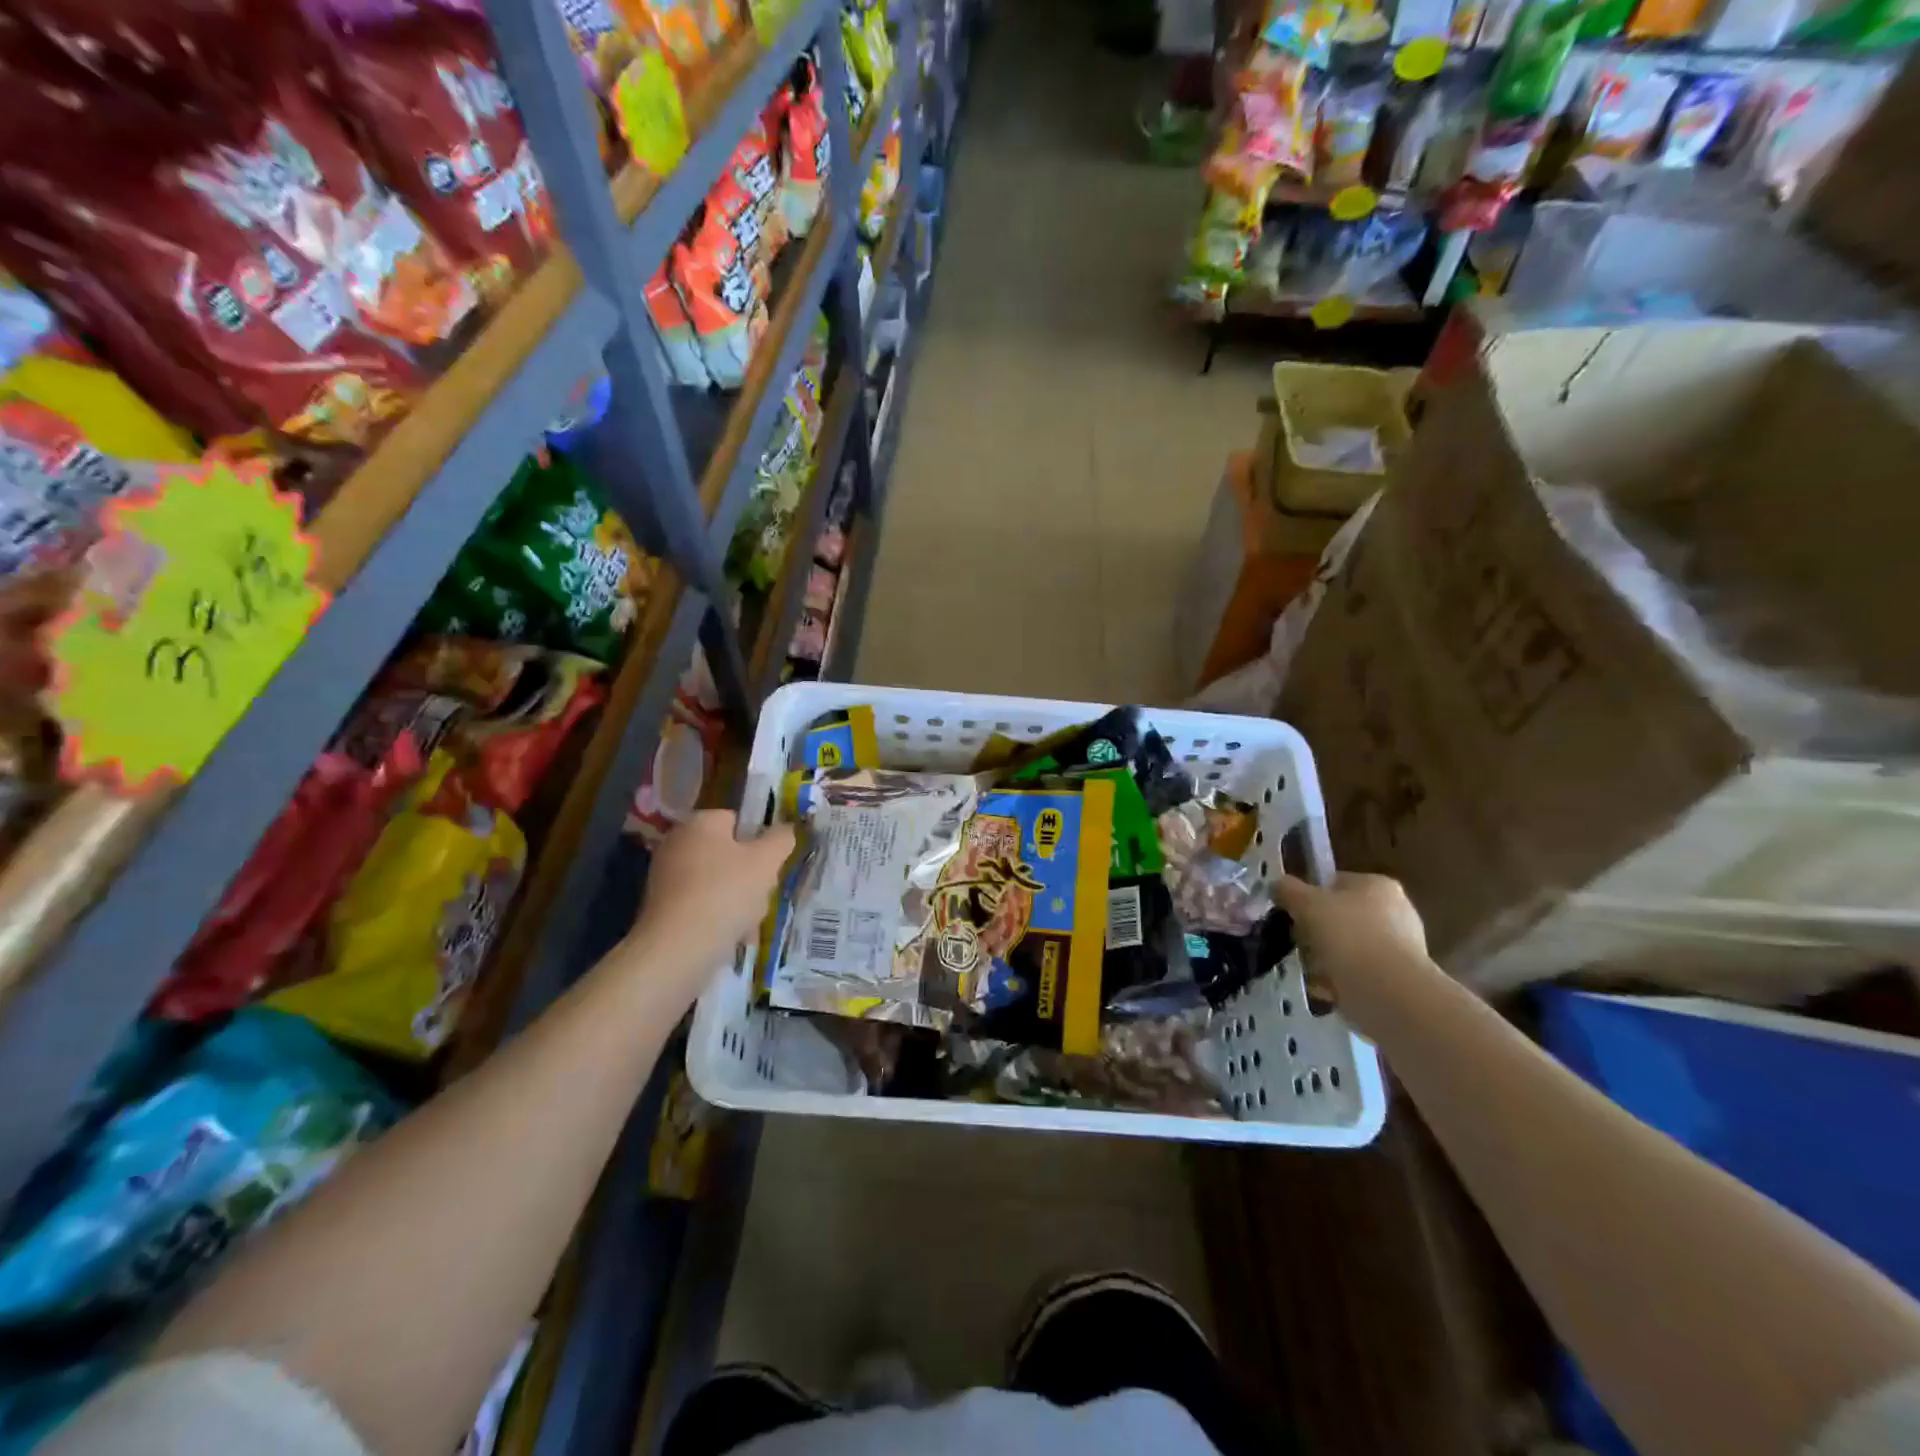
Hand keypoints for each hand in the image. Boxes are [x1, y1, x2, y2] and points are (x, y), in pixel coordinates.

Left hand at [626, 811, 795, 999]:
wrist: (678, 949)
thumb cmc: (726, 893)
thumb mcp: (767, 861)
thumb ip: (781, 839)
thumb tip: (786, 829)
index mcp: (700, 823)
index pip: (738, 821)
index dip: (760, 841)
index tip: (772, 864)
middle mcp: (677, 843)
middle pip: (729, 854)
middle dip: (751, 875)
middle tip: (762, 894)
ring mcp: (666, 877)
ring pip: (719, 882)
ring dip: (739, 900)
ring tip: (748, 922)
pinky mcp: (662, 908)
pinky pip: (703, 905)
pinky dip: (719, 917)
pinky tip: (732, 936)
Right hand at [1273, 872, 1436, 1034]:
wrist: (1389, 993)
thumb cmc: (1348, 936)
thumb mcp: (1306, 903)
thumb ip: (1288, 890)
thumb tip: (1278, 884)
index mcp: (1378, 885)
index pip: (1335, 883)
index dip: (1310, 898)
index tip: (1294, 915)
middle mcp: (1397, 911)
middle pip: (1341, 918)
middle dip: (1318, 933)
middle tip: (1300, 945)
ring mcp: (1402, 947)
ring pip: (1348, 948)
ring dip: (1327, 960)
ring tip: (1312, 972)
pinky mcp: (1400, 980)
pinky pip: (1359, 974)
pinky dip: (1342, 981)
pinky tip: (1328, 991)